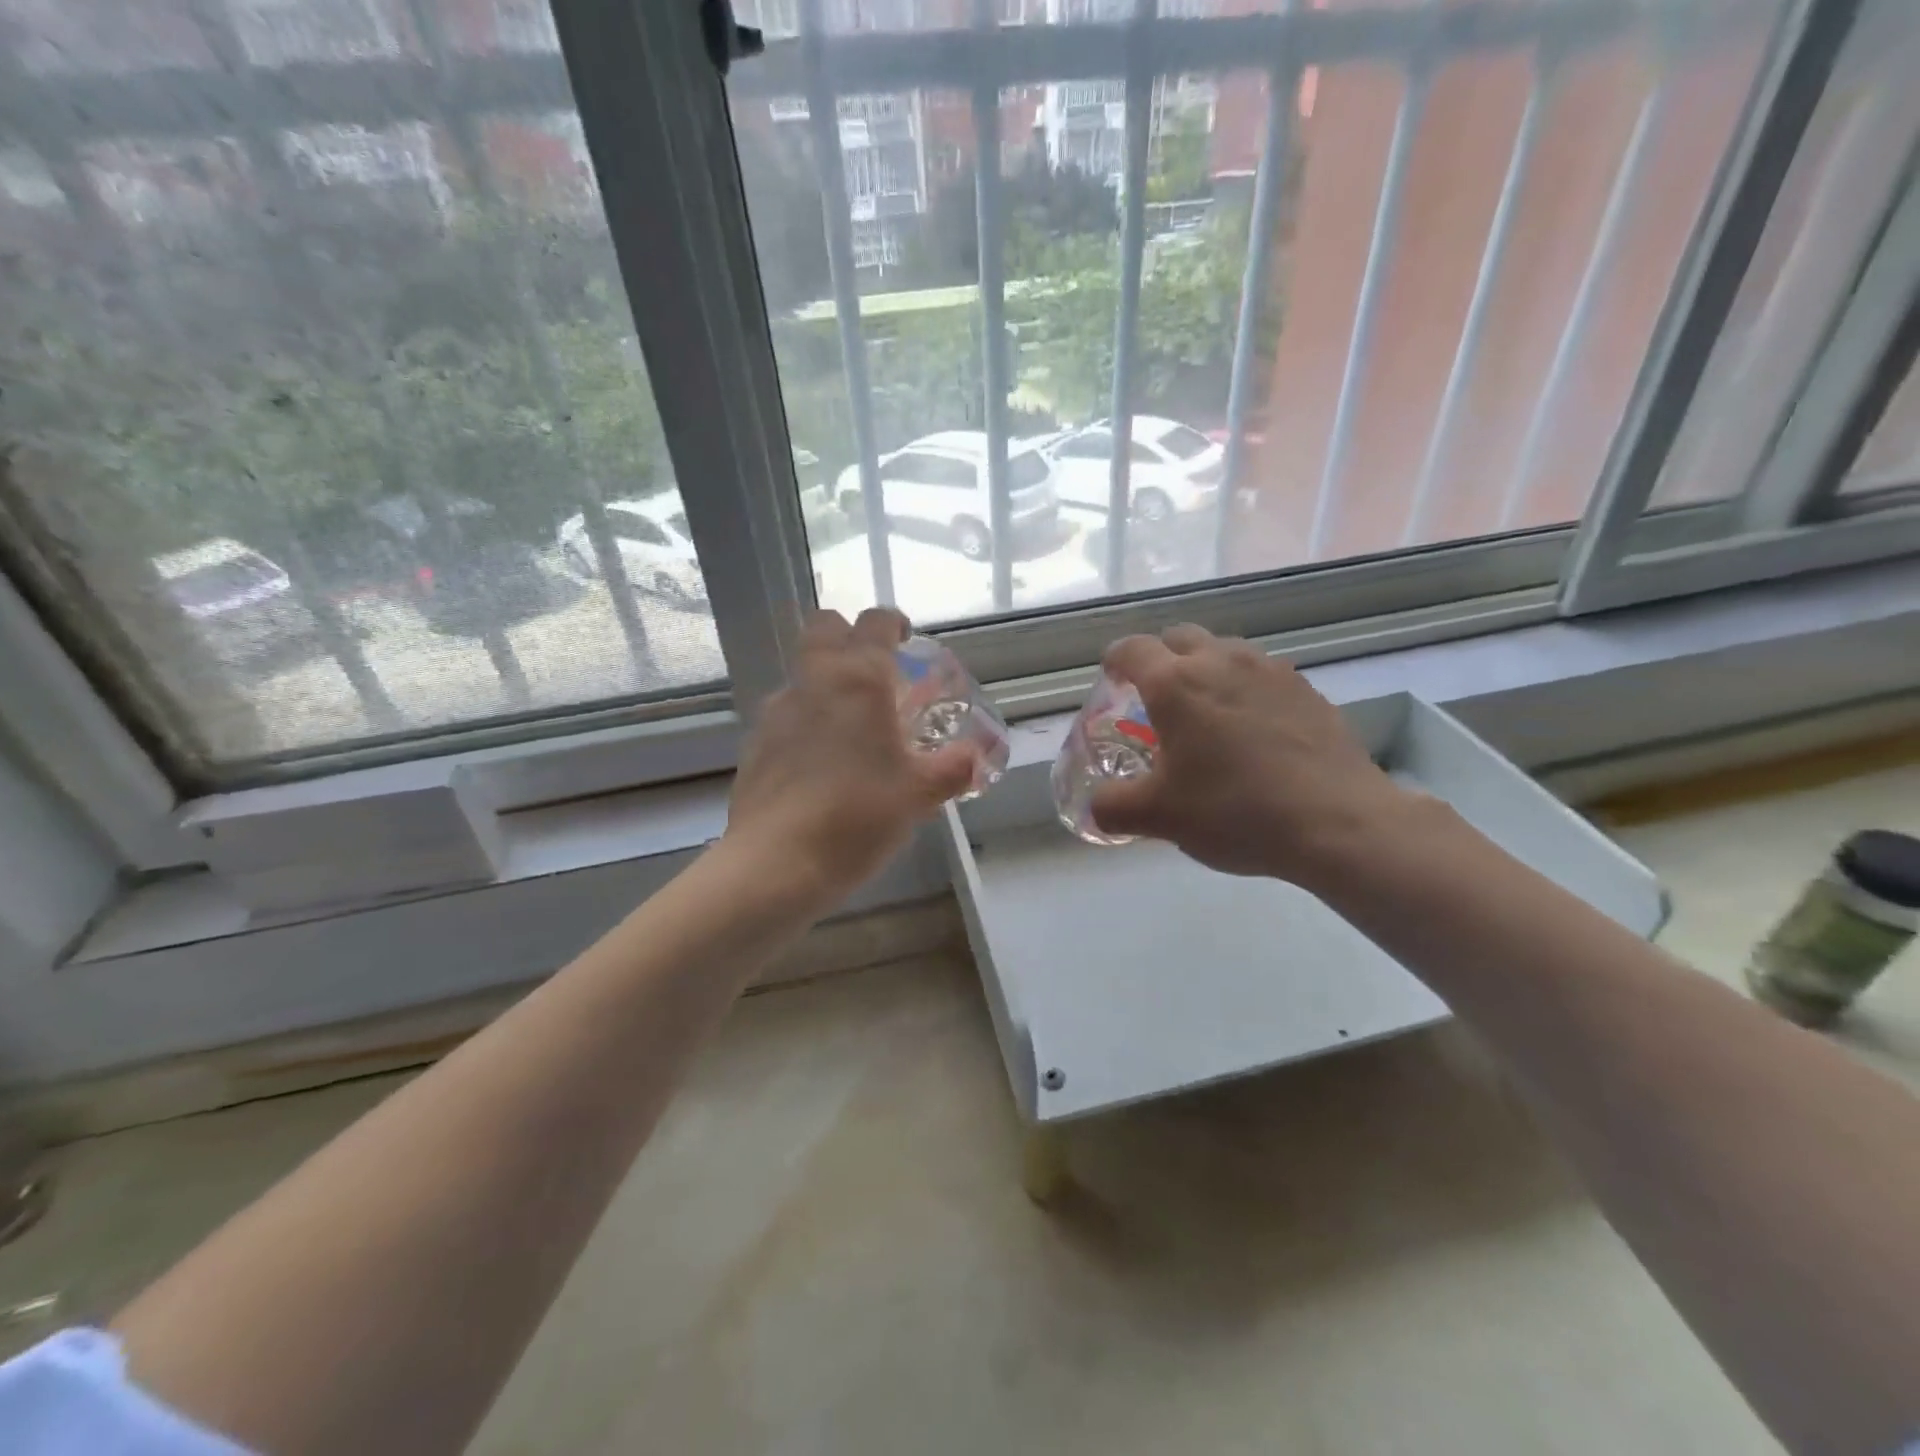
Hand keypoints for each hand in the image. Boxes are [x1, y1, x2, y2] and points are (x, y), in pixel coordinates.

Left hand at [726, 608, 977, 906]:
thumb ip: (955, 767)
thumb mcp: (920, 794)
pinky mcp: (755, 742)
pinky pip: (787, 713)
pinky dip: (808, 720)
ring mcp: (778, 710)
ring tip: (855, 730)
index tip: (908, 643)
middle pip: (824, 627)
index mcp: (859, 680)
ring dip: (829, 682)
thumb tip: (979, 756)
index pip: (875, 622)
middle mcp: (814, 681)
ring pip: (804, 672)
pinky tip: (822, 765)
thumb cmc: (859, 817)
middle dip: (850, 637)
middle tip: (877, 675)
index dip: (895, 624)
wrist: (777, 864)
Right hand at [1090, 624, 1411, 886]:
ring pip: (1224, 651)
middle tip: (1156, 700)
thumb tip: (1096, 807)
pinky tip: (1253, 732)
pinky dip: (1244, 689)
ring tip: (1206, 715)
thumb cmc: (1235, 812)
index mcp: (1175, 684)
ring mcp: (1270, 671)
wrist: (1338, 823)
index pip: (1131, 649)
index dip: (1114, 662)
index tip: (1111, 682)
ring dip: (1205, 670)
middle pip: (1179, 638)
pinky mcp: (1306, 689)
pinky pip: (1261, 674)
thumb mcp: (1159, 818)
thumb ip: (1112, 808)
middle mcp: (1221, 661)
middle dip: (1160, 659)